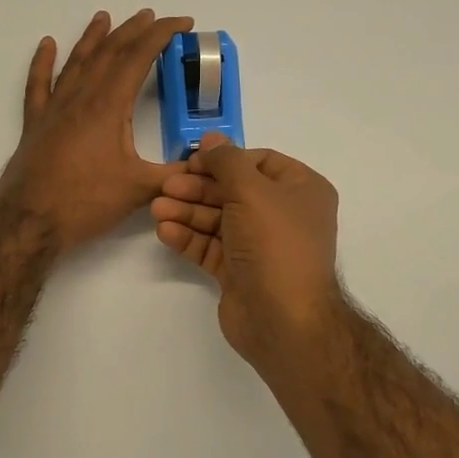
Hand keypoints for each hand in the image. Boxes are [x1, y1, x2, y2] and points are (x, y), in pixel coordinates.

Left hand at [0, 9, 193, 253]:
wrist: (29, 222)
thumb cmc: (86, 203)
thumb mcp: (140, 189)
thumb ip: (176, 174)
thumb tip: (207, 166)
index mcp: (108, 106)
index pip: (139, 57)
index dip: (162, 35)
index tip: (182, 23)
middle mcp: (81, 98)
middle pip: (109, 52)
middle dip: (133, 31)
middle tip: (151, 17)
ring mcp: (54, 108)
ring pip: (76, 61)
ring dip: (92, 37)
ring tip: (104, 17)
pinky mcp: (35, 123)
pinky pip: (38, 84)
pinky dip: (42, 62)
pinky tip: (46, 45)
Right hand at [153, 134, 343, 368]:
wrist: (284, 319)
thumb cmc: (275, 243)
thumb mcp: (252, 190)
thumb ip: (227, 161)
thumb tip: (211, 139)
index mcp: (301, 189)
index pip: (258, 162)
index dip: (224, 159)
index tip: (191, 161)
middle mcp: (284, 214)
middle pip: (234, 190)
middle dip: (199, 188)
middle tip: (167, 186)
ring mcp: (261, 245)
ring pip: (219, 219)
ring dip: (188, 212)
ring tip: (157, 209)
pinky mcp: (240, 271)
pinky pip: (212, 246)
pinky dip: (189, 237)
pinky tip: (165, 231)